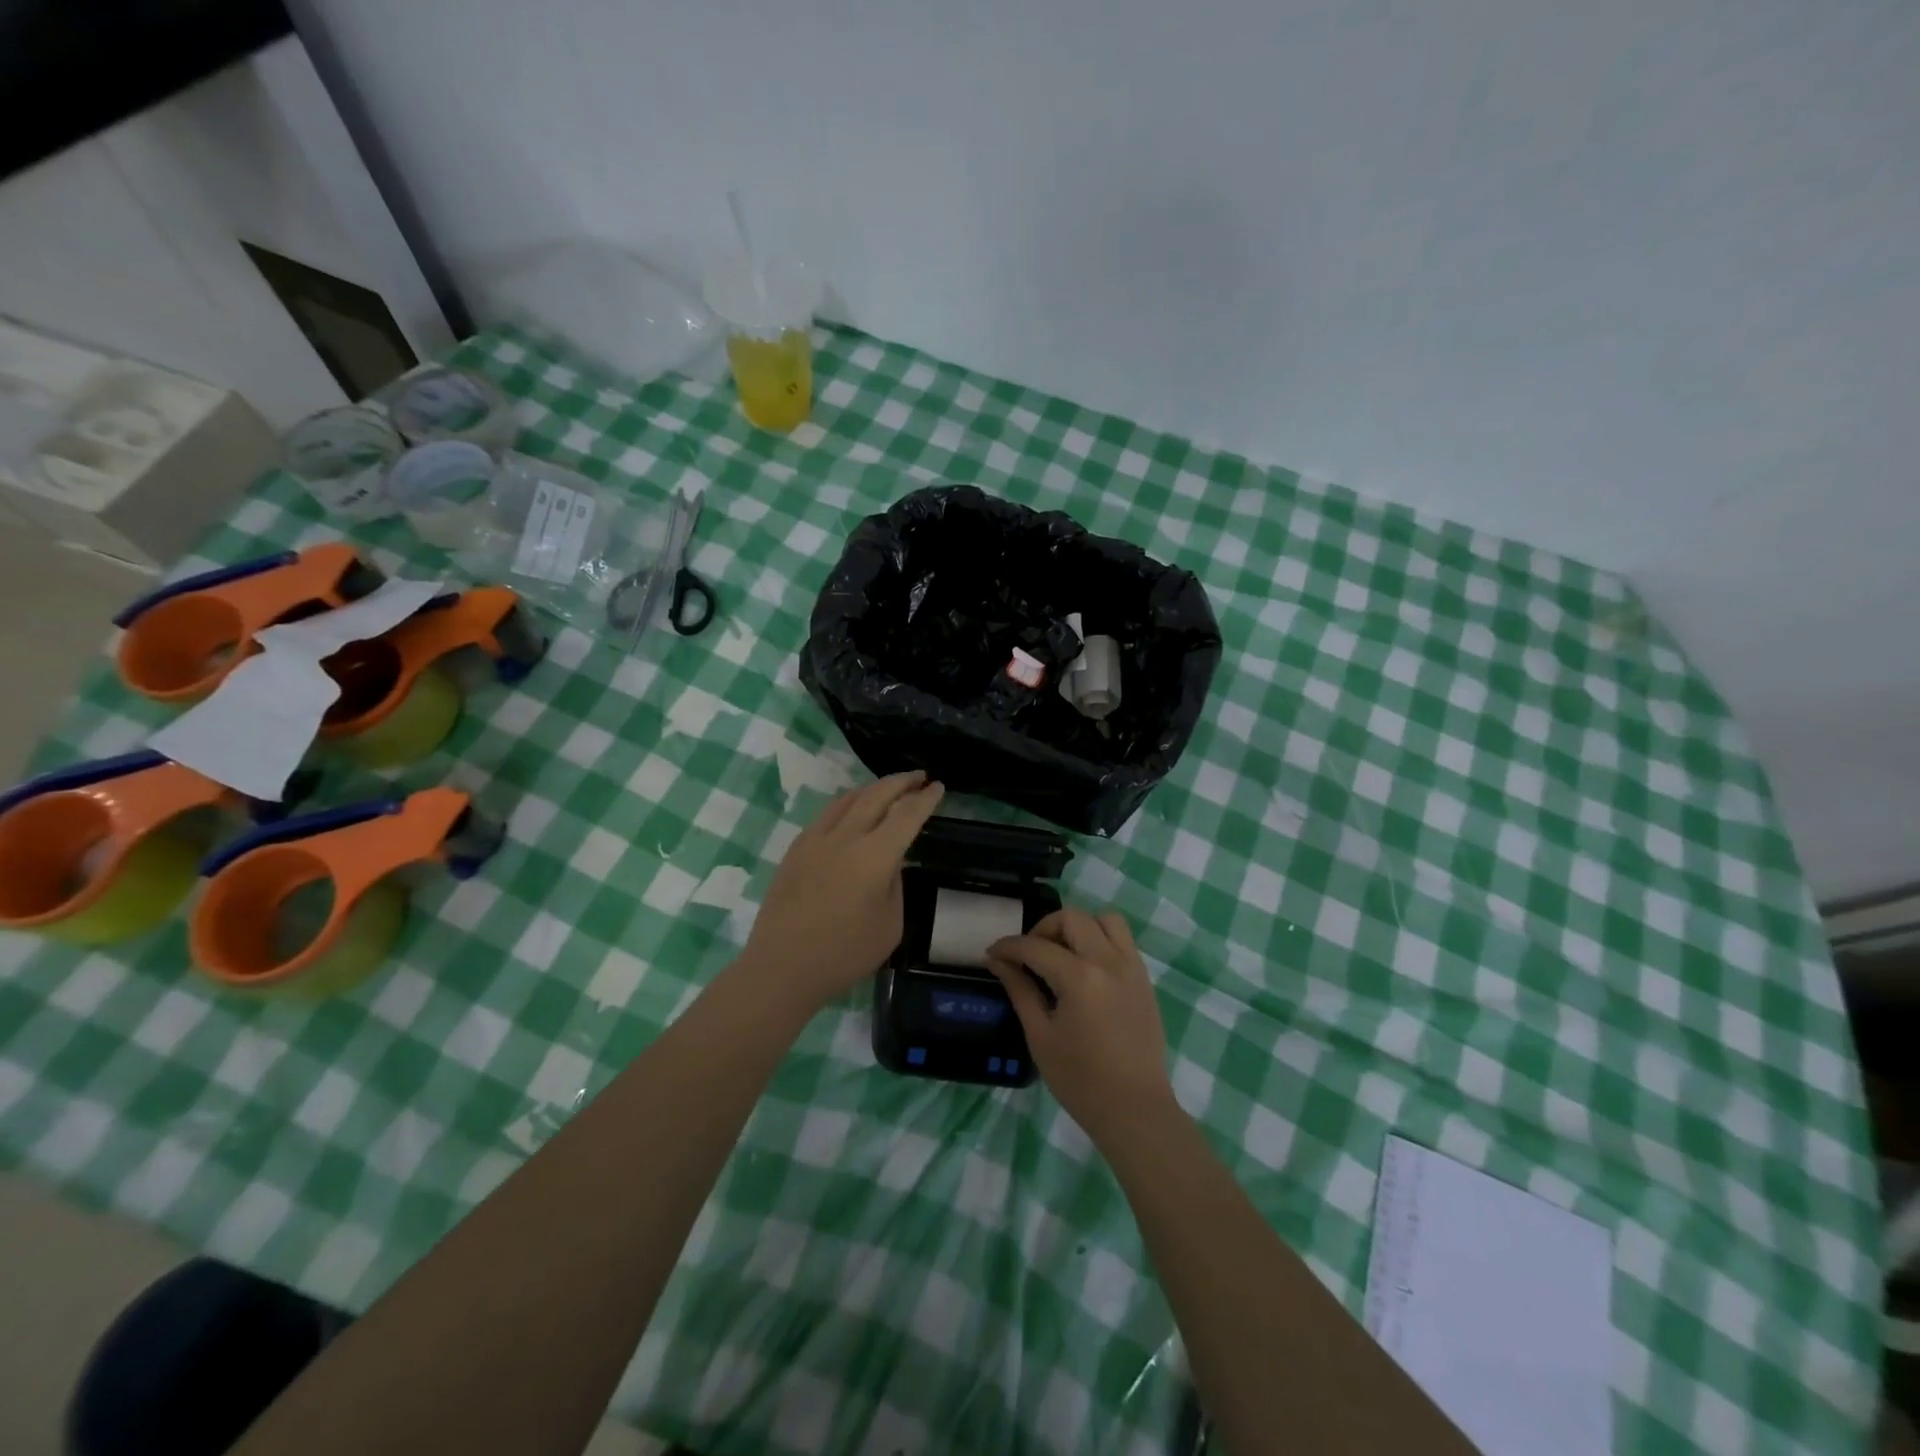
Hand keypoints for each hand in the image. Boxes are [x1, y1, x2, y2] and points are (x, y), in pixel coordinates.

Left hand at [741, 772, 944, 1011]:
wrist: (782, 967)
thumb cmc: (844, 954)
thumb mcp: (890, 925)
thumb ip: (894, 884)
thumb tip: (889, 862)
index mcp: (874, 856)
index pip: (907, 815)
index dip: (925, 799)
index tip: (937, 786)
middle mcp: (845, 837)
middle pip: (876, 795)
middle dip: (901, 782)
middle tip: (919, 777)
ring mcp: (815, 839)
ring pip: (848, 799)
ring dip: (873, 788)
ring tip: (888, 788)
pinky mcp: (796, 849)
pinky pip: (827, 814)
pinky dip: (848, 803)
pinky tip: (851, 811)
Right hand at [987, 907, 1174, 1143]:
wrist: (1135, 1110)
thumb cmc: (1080, 1080)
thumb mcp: (1040, 1036)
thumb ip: (1020, 990)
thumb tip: (997, 961)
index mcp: (1079, 978)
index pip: (1036, 946)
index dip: (1009, 947)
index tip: (992, 954)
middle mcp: (1108, 962)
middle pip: (1072, 918)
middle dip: (1044, 929)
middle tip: (1029, 954)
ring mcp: (1131, 967)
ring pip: (1105, 919)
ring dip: (1078, 927)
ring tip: (1062, 953)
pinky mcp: (1144, 979)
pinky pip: (1122, 940)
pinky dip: (1100, 940)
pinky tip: (1085, 968)